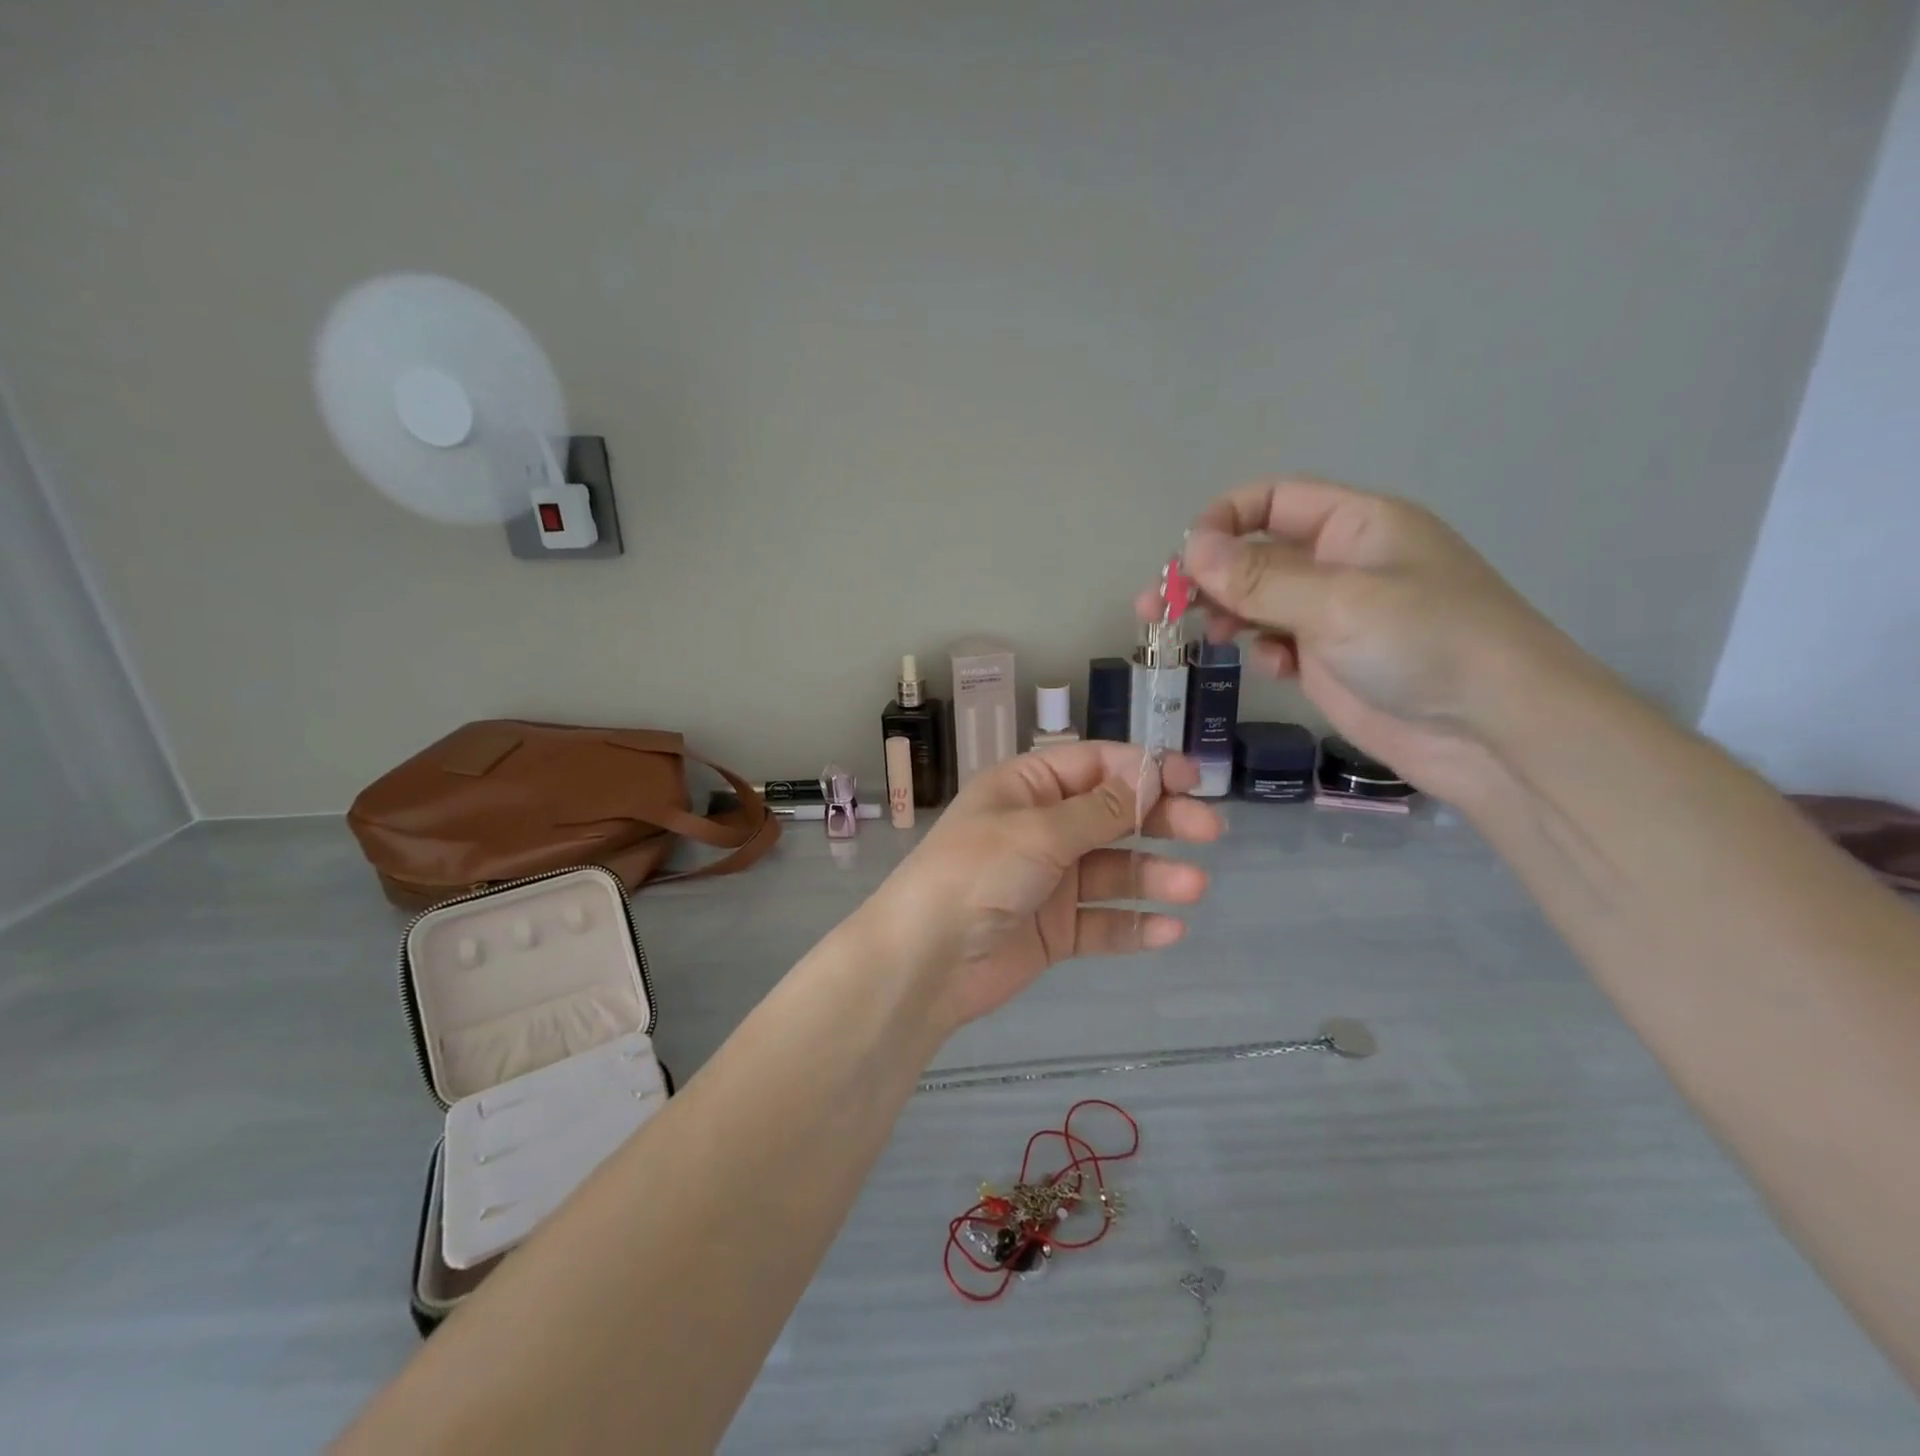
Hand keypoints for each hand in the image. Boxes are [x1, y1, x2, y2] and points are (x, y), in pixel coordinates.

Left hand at [864, 743, 1221, 1032]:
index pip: (1094, 765)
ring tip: (1193, 887)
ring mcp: (1049, 881)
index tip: (1190, 779)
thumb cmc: (976, 874)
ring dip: (1154, 876)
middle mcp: (1041, 829)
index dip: (1143, 769)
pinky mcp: (1055, 930)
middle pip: (1112, 816)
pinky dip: (1134, 925)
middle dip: (1160, 820)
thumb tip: (1150, 778)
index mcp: (1026, 788)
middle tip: (1209, 831)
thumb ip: (1099, 810)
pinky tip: (1170, 929)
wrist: (925, 961)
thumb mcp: (1038, 831)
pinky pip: (1103, 922)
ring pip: (1114, 872)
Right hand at [1138, 477, 1594, 802]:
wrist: (1494, 732)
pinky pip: (1276, 642)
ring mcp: (1334, 615)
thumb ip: (1260, 578)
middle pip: (1255, 553)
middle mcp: (1340, 563)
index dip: (1223, 520)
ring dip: (1224, 613)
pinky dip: (1261, 650)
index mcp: (1355, 525)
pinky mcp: (1329, 661)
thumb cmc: (1427, 645)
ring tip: (1204, 637)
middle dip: (1207, 576)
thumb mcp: (1339, 602)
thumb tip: (1190, 549)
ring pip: (1258, 601)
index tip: (1185, 560)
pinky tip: (1271, 668)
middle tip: (1157, 608)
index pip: (1272, 500)